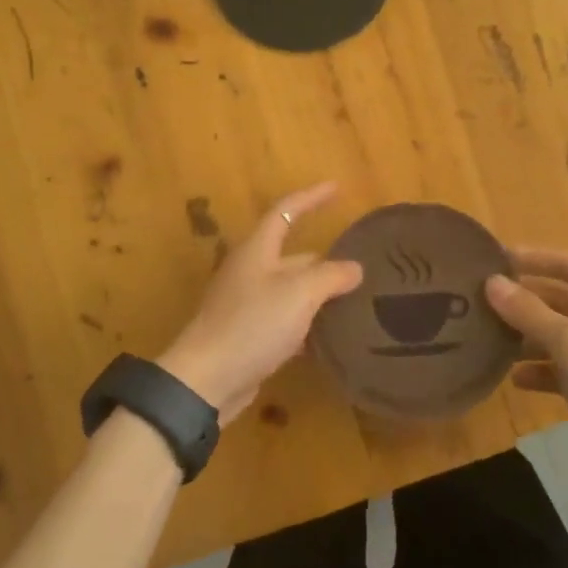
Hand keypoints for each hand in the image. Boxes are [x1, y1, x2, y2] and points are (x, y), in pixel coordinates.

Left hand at [157, 183, 362, 423]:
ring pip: (291, 290)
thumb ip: (330, 276)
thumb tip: (354, 267)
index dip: (311, 197)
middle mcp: (251, 271)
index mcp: (258, 250)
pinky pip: (285, 320)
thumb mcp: (299, 294)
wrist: (207, 380)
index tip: (337, 188)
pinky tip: (330, 336)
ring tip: (355, 300)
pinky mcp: (248, 335)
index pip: (286, 211)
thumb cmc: (252, 325)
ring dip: (319, 294)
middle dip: (325, 259)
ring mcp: (247, 304)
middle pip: (292, 255)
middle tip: (361, 266)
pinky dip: (307, 323)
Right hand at [484, 248, 567, 493]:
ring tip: (492, 341)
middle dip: (526, 303)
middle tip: (484, 302)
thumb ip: (528, 313)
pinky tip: (516, 380)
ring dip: (531, 338)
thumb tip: (492, 283)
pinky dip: (545, 369)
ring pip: (565, 335)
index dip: (533, 259)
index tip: (496, 258)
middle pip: (566, 301)